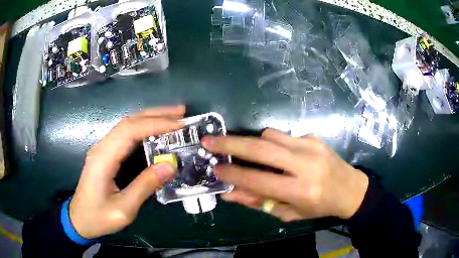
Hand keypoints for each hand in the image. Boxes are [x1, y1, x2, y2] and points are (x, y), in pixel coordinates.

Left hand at [69, 106, 184, 238]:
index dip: (155, 124)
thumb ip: (145, 186)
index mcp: (103, 158)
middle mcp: (102, 147)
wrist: (80, 219)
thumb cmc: (98, 217)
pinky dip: (143, 129)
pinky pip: (125, 135)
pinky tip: (155, 131)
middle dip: (155, 114)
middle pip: (129, 121)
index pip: (130, 131)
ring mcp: (103, 149)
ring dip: (150, 118)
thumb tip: (171, 165)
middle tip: (181, 112)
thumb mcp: (123, 209)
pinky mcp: (106, 154)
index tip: (179, 124)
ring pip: (127, 125)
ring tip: (173, 117)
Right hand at [201, 129, 368, 221]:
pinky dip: (272, 143)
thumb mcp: (289, 213)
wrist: (350, 189)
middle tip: (209, 140)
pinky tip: (277, 154)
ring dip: (253, 143)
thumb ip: (259, 202)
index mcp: (300, 190)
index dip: (233, 175)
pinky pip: (283, 135)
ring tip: (249, 154)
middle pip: (261, 149)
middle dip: (230, 144)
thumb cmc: (319, 207)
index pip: (258, 180)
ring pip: (269, 135)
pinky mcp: (314, 137)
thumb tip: (230, 194)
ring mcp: (311, 146)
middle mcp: (305, 164)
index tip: (214, 169)